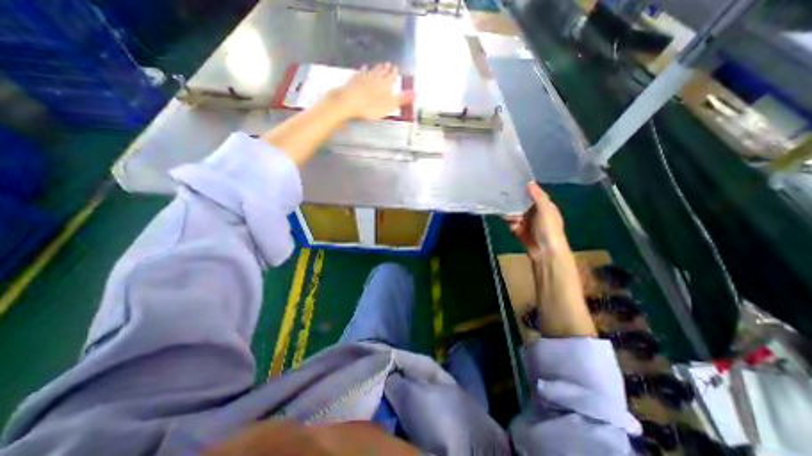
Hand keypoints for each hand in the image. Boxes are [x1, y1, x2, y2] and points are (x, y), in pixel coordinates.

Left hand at [329, 63, 413, 122]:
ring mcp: (363, 78)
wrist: (348, 102)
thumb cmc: (370, 107)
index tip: (396, 68)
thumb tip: (417, 93)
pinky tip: (363, 68)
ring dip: (376, 68)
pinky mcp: (353, 81)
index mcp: (385, 85)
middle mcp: (375, 78)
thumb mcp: (389, 105)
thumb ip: (402, 99)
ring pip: (372, 71)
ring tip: (379, 64)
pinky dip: (363, 70)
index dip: (394, 73)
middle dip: (385, 69)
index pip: (391, 77)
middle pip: (381, 72)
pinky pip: (360, 73)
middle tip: (388, 64)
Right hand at [506, 182, 565, 259]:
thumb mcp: (545, 210)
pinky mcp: (521, 233)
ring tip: (509, 218)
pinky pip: (513, 225)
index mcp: (545, 207)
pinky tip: (513, 227)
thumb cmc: (549, 229)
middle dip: (514, 205)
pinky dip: (512, 226)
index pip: (533, 196)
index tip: (512, 187)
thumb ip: (538, 196)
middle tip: (506, 203)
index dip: (524, 192)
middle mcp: (536, 214)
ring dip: (512, 216)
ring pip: (516, 215)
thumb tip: (529, 182)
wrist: (546, 252)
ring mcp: (528, 224)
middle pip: (522, 205)